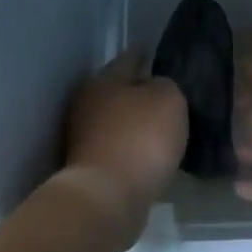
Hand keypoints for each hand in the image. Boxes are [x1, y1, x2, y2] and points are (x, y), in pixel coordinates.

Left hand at [60, 51, 187, 242]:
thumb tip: (157, 87)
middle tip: (167, 93)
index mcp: (102, 81)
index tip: (158, 53)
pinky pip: (119, 148)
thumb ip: (167, 85)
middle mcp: (87, 104)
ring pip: (117, 120)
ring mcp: (84, 138)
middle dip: (140, 90)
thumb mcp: (168, 100)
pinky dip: (133, 147)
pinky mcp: (90, 167)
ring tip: (164, 126)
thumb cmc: (139, 139)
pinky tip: (151, 153)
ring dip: (136, 122)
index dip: (146, 54)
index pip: (129, 58)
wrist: (108, 199)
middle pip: (119, 90)